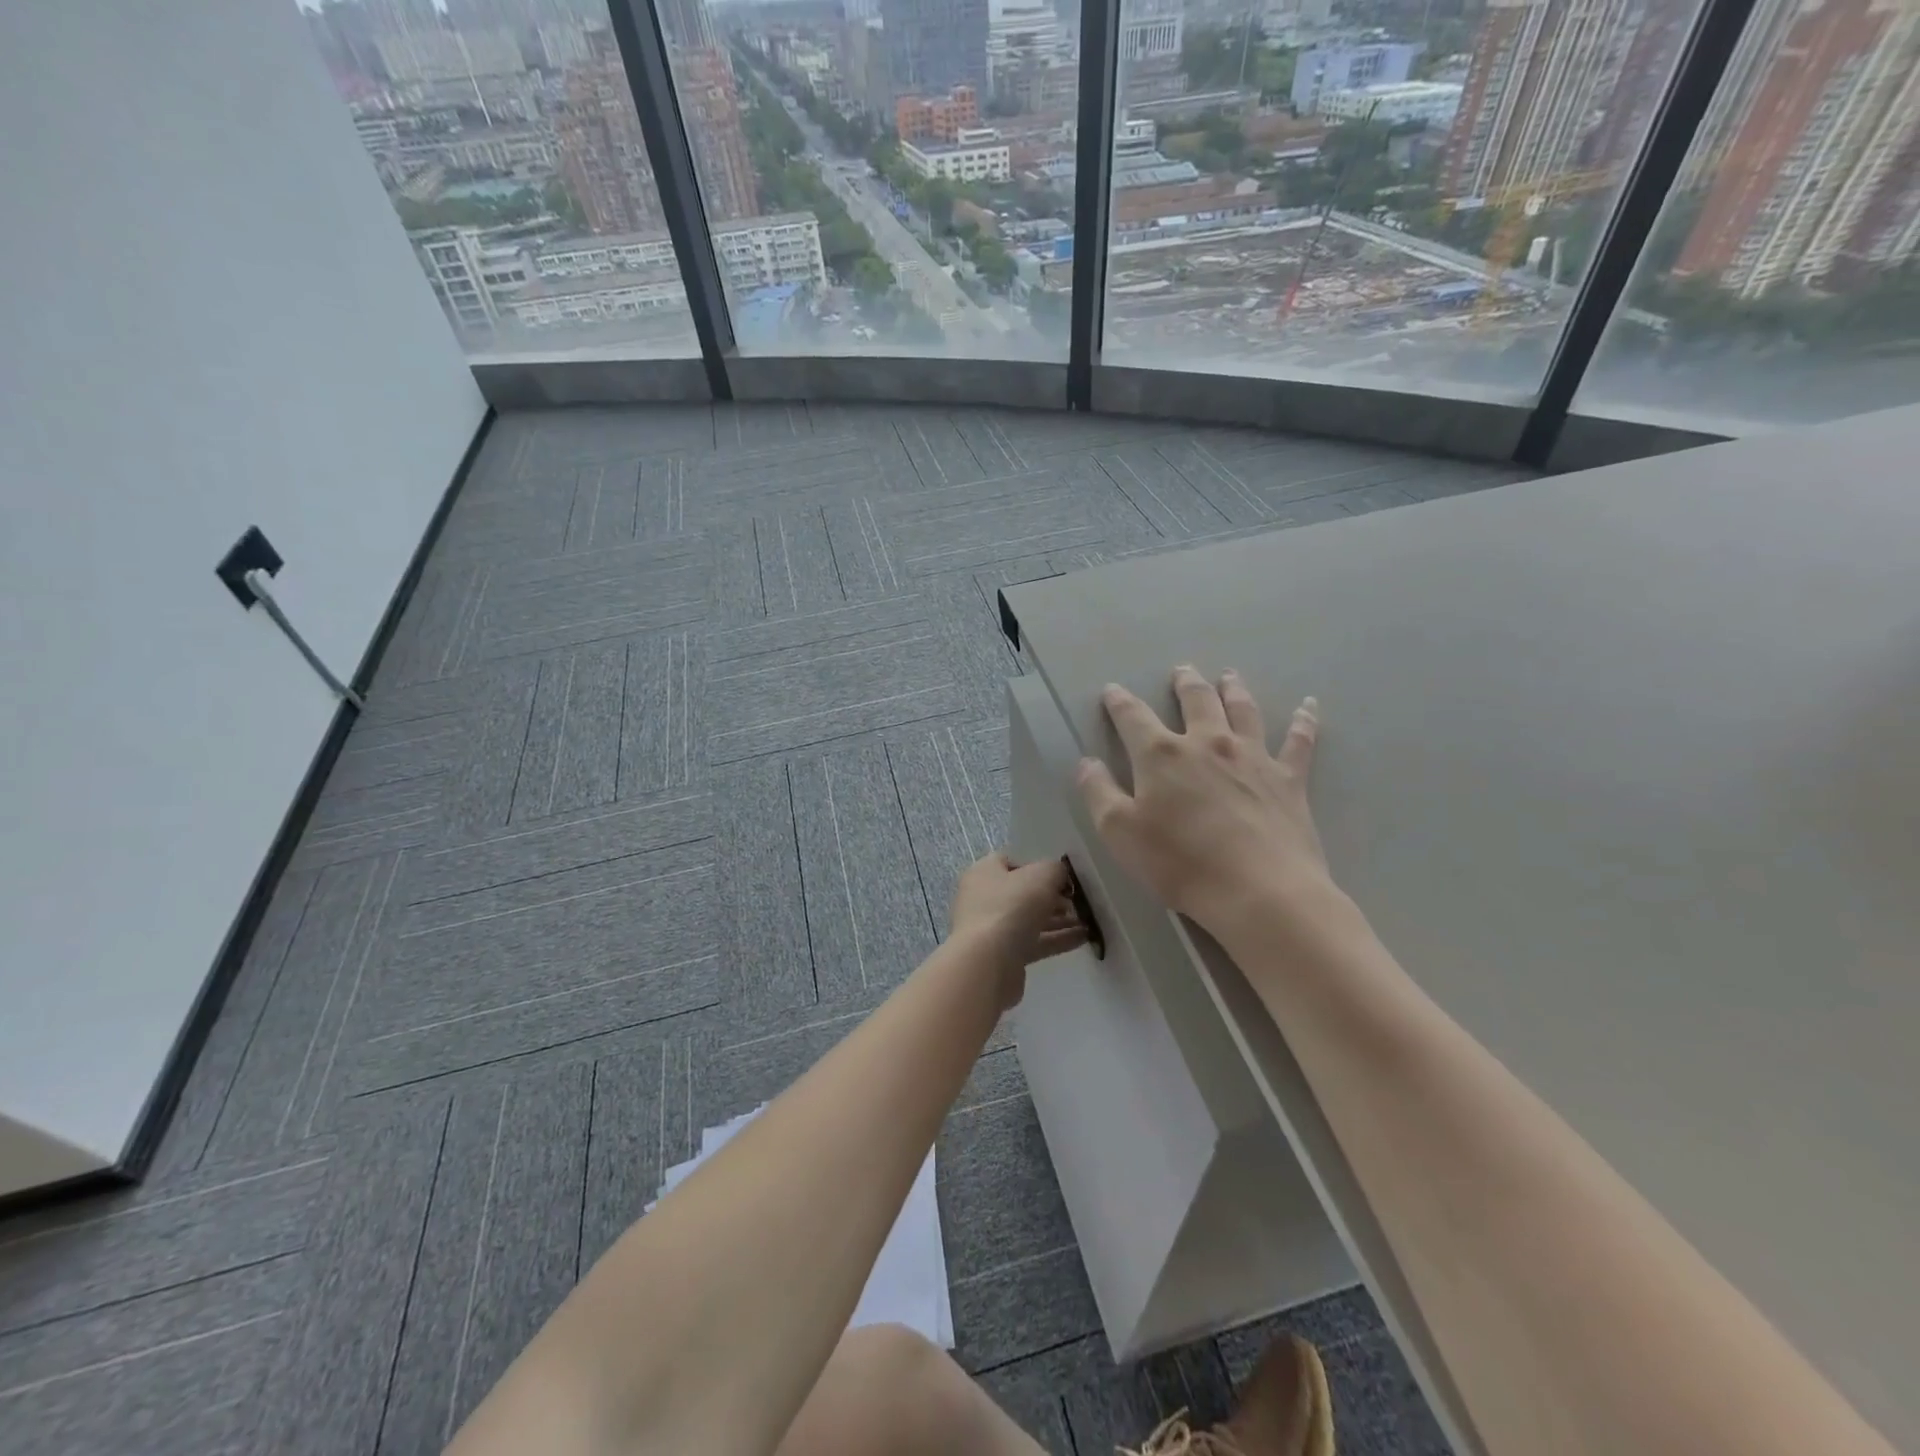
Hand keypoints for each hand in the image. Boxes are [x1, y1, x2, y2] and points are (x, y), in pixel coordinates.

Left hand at [949, 853, 1088, 1008]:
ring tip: (1088, 921)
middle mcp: (984, 898)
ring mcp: (992, 929)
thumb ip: (1056, 870)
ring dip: (1059, 920)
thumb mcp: (1042, 875)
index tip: (1063, 878)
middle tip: (1078, 902)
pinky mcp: (1004, 956)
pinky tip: (1084, 939)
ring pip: (1031, 920)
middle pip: (1023, 893)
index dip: (1038, 866)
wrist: (988, 962)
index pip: (1011, 862)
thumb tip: (1061, 877)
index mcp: (984, 872)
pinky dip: (1057, 939)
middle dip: (1053, 897)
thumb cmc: (1012, 907)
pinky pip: (1035, 943)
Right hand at [1075, 666, 1333, 936]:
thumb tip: (1087, 762)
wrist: (1259, 891)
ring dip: (1234, 689)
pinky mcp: (1289, 779)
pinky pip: (1299, 741)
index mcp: (1162, 754)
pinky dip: (1304, 721)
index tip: (1112, 690)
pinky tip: (1309, 706)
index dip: (1119, 702)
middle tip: (1182, 670)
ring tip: (1229, 675)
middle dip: (1185, 683)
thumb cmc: (1180, 863)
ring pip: (1243, 710)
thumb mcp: (1119, 832)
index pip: (1133, 717)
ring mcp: (1252, 757)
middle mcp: (1208, 743)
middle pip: (1196, 700)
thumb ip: (1098, 792)